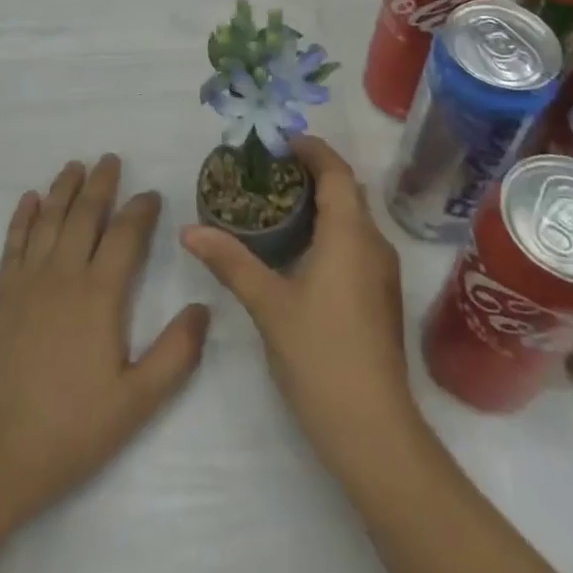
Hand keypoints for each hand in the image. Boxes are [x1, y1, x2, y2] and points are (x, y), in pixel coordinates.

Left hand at [0, 154, 209, 542]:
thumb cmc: (65, 433)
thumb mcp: (135, 404)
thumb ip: (176, 354)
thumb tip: (204, 307)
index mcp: (99, 295)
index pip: (126, 235)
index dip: (141, 210)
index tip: (151, 193)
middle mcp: (62, 275)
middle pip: (84, 215)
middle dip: (101, 184)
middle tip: (110, 158)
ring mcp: (25, 283)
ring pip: (48, 220)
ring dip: (63, 189)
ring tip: (74, 165)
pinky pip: (13, 242)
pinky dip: (23, 216)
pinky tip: (29, 200)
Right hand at [181, 135, 417, 468]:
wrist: (373, 430)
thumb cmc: (320, 356)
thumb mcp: (268, 305)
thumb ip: (230, 262)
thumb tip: (190, 231)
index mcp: (350, 234)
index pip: (336, 171)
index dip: (311, 149)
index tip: (279, 142)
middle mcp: (374, 243)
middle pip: (348, 190)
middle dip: (313, 172)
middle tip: (270, 171)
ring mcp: (382, 273)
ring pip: (354, 218)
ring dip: (323, 202)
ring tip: (279, 204)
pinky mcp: (381, 297)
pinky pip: (357, 243)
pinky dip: (331, 229)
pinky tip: (301, 249)